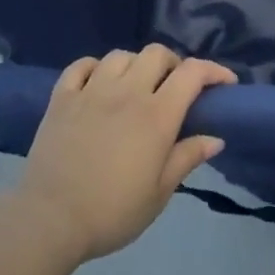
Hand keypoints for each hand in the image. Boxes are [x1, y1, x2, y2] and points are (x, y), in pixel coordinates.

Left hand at [15, 45, 233, 265]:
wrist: (50, 220)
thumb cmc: (112, 211)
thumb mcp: (159, 193)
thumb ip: (187, 158)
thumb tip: (216, 138)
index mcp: (157, 115)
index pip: (192, 73)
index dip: (213, 71)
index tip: (224, 83)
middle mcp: (127, 93)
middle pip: (157, 53)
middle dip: (173, 64)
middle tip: (174, 88)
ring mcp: (91, 92)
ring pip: (120, 56)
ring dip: (135, 65)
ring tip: (136, 86)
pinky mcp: (62, 98)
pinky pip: (81, 66)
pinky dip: (95, 67)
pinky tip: (98, 83)